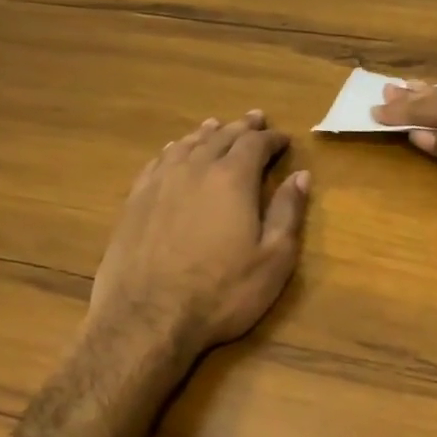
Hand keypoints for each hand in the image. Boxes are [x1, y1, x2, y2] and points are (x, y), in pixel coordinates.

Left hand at [89, 112, 309, 363]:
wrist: (146, 318)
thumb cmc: (220, 292)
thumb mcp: (272, 259)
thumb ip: (288, 212)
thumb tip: (301, 175)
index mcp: (232, 178)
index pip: (256, 144)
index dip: (272, 139)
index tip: (284, 139)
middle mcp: (195, 168)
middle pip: (221, 136)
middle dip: (242, 127)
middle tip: (255, 119)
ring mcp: (161, 182)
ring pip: (188, 144)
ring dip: (207, 133)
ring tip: (217, 125)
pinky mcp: (136, 200)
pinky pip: (159, 161)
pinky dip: (174, 150)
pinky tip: (175, 151)